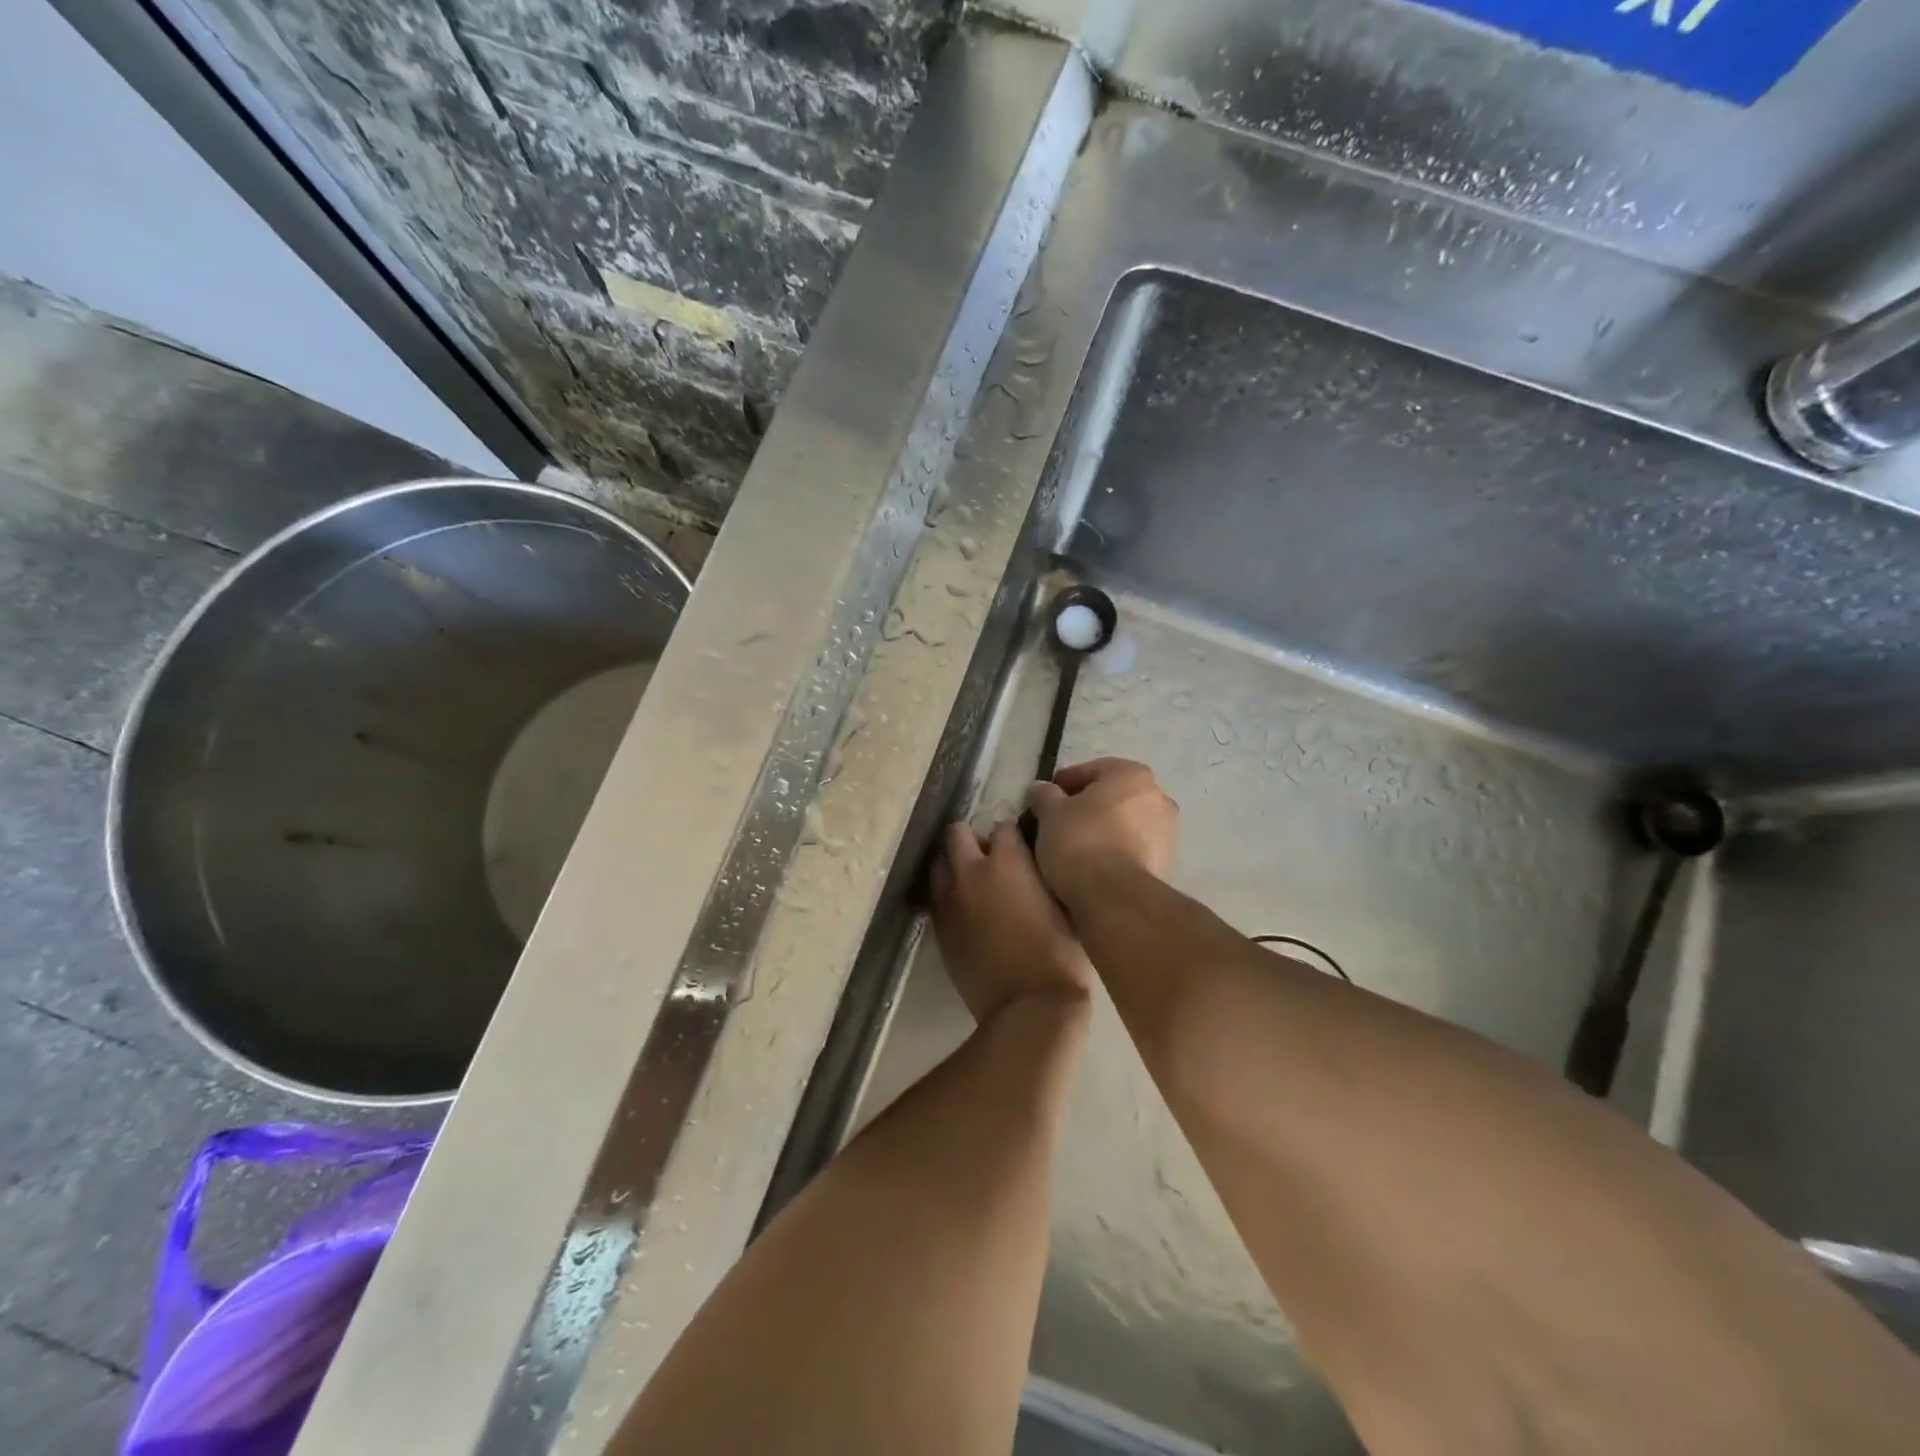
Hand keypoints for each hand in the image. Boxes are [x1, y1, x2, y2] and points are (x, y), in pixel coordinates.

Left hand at [930, 821, 1093, 1023]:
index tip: (1021, 846)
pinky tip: (966, 911)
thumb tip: (1035, 862)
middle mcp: (971, 871)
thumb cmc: (1059, 955)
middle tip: (989, 859)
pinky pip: (936, 896)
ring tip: (973, 883)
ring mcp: (949, 900)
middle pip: (956, 833)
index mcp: (1008, 861)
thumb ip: (1043, 874)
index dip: (1013, 836)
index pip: (1003, 826)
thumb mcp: (1064, 904)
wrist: (1028, 1007)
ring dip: (954, 866)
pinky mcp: (938, 928)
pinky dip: (948, 895)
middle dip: (971, 839)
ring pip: (939, 863)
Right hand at [1026, 757, 1179, 907]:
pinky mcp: (1167, 864)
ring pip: (1124, 824)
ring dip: (1102, 829)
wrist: (1114, 897)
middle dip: (1086, 807)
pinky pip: (1133, 848)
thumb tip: (1042, 789)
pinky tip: (1093, 864)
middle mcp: (1159, 797)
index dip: (1064, 783)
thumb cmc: (1080, 841)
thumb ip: (1045, 794)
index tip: (1044, 799)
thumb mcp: (1050, 812)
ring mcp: (1168, 833)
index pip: (1092, 770)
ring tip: (1073, 847)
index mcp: (1133, 775)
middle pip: (1112, 796)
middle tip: (1057, 822)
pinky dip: (1115, 851)